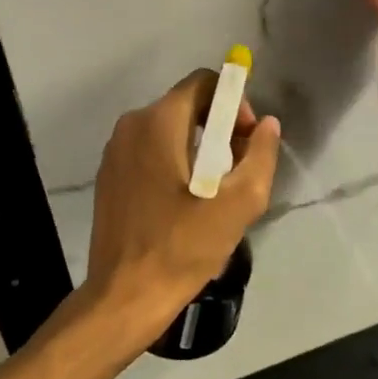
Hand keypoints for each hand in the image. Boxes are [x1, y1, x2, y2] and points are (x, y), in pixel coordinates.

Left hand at [76, 69, 280, 354]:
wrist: (124, 296)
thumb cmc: (182, 247)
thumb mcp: (238, 203)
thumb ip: (260, 156)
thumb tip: (268, 126)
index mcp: (158, 122)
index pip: (203, 82)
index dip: (234, 102)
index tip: (247, 140)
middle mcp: (131, 126)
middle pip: (187, 106)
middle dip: (220, 129)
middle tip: (238, 170)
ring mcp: (115, 152)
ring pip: (169, 131)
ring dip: (200, 149)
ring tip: (216, 192)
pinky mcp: (110, 177)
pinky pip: (151, 153)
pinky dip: (175, 164)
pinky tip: (187, 204)